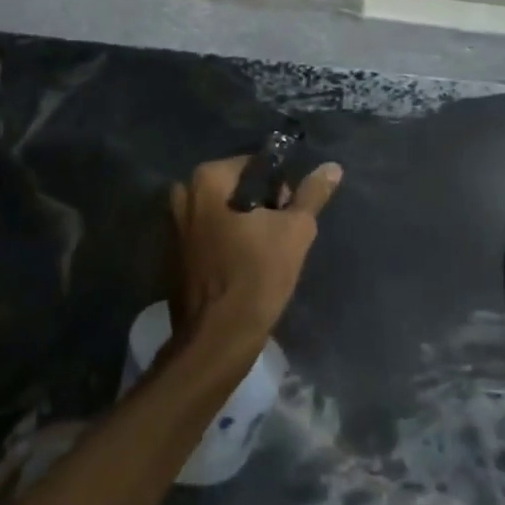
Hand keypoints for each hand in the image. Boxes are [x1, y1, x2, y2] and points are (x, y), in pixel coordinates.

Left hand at [168, 156, 342, 351]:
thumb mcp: (295, 231)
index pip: (256, 166)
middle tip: (279, 237)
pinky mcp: (173, 252)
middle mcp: (183, 193)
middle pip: (237, 188)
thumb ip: (312, 194)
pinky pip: (208, 234)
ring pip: (222, 212)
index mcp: (207, 179)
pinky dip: (226, 242)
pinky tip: (242, 267)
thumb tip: (332, 167)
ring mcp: (173, 224)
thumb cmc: (257, 275)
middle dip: (260, 207)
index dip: (280, 189)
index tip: (289, 216)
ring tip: (263, 255)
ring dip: (243, 225)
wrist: (218, 337)